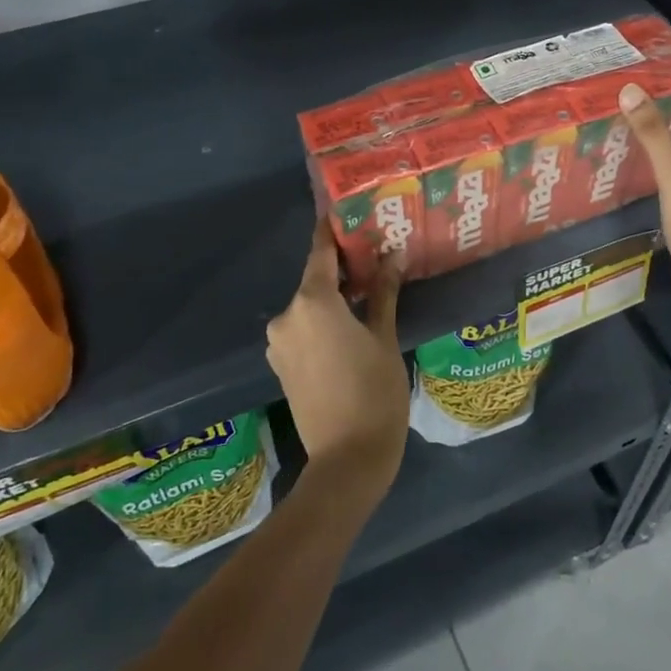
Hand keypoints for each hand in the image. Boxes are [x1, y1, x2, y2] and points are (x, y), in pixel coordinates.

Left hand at [266, 220, 409, 503]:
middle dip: (343, 267)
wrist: (347, 459)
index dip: (332, 230)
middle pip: (316, 279)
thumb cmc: (374, 393)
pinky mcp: (281, 364)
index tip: (345, 210)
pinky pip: (303, 328)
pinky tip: (350, 325)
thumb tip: (391, 257)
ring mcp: (279, 342)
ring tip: (369, 291)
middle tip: (375, 255)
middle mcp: (287, 316)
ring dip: (334, 296)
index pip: (321, 252)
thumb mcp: (384, 338)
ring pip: (309, 306)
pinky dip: (323, 320)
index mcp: (312, 302)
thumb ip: (383, 293)